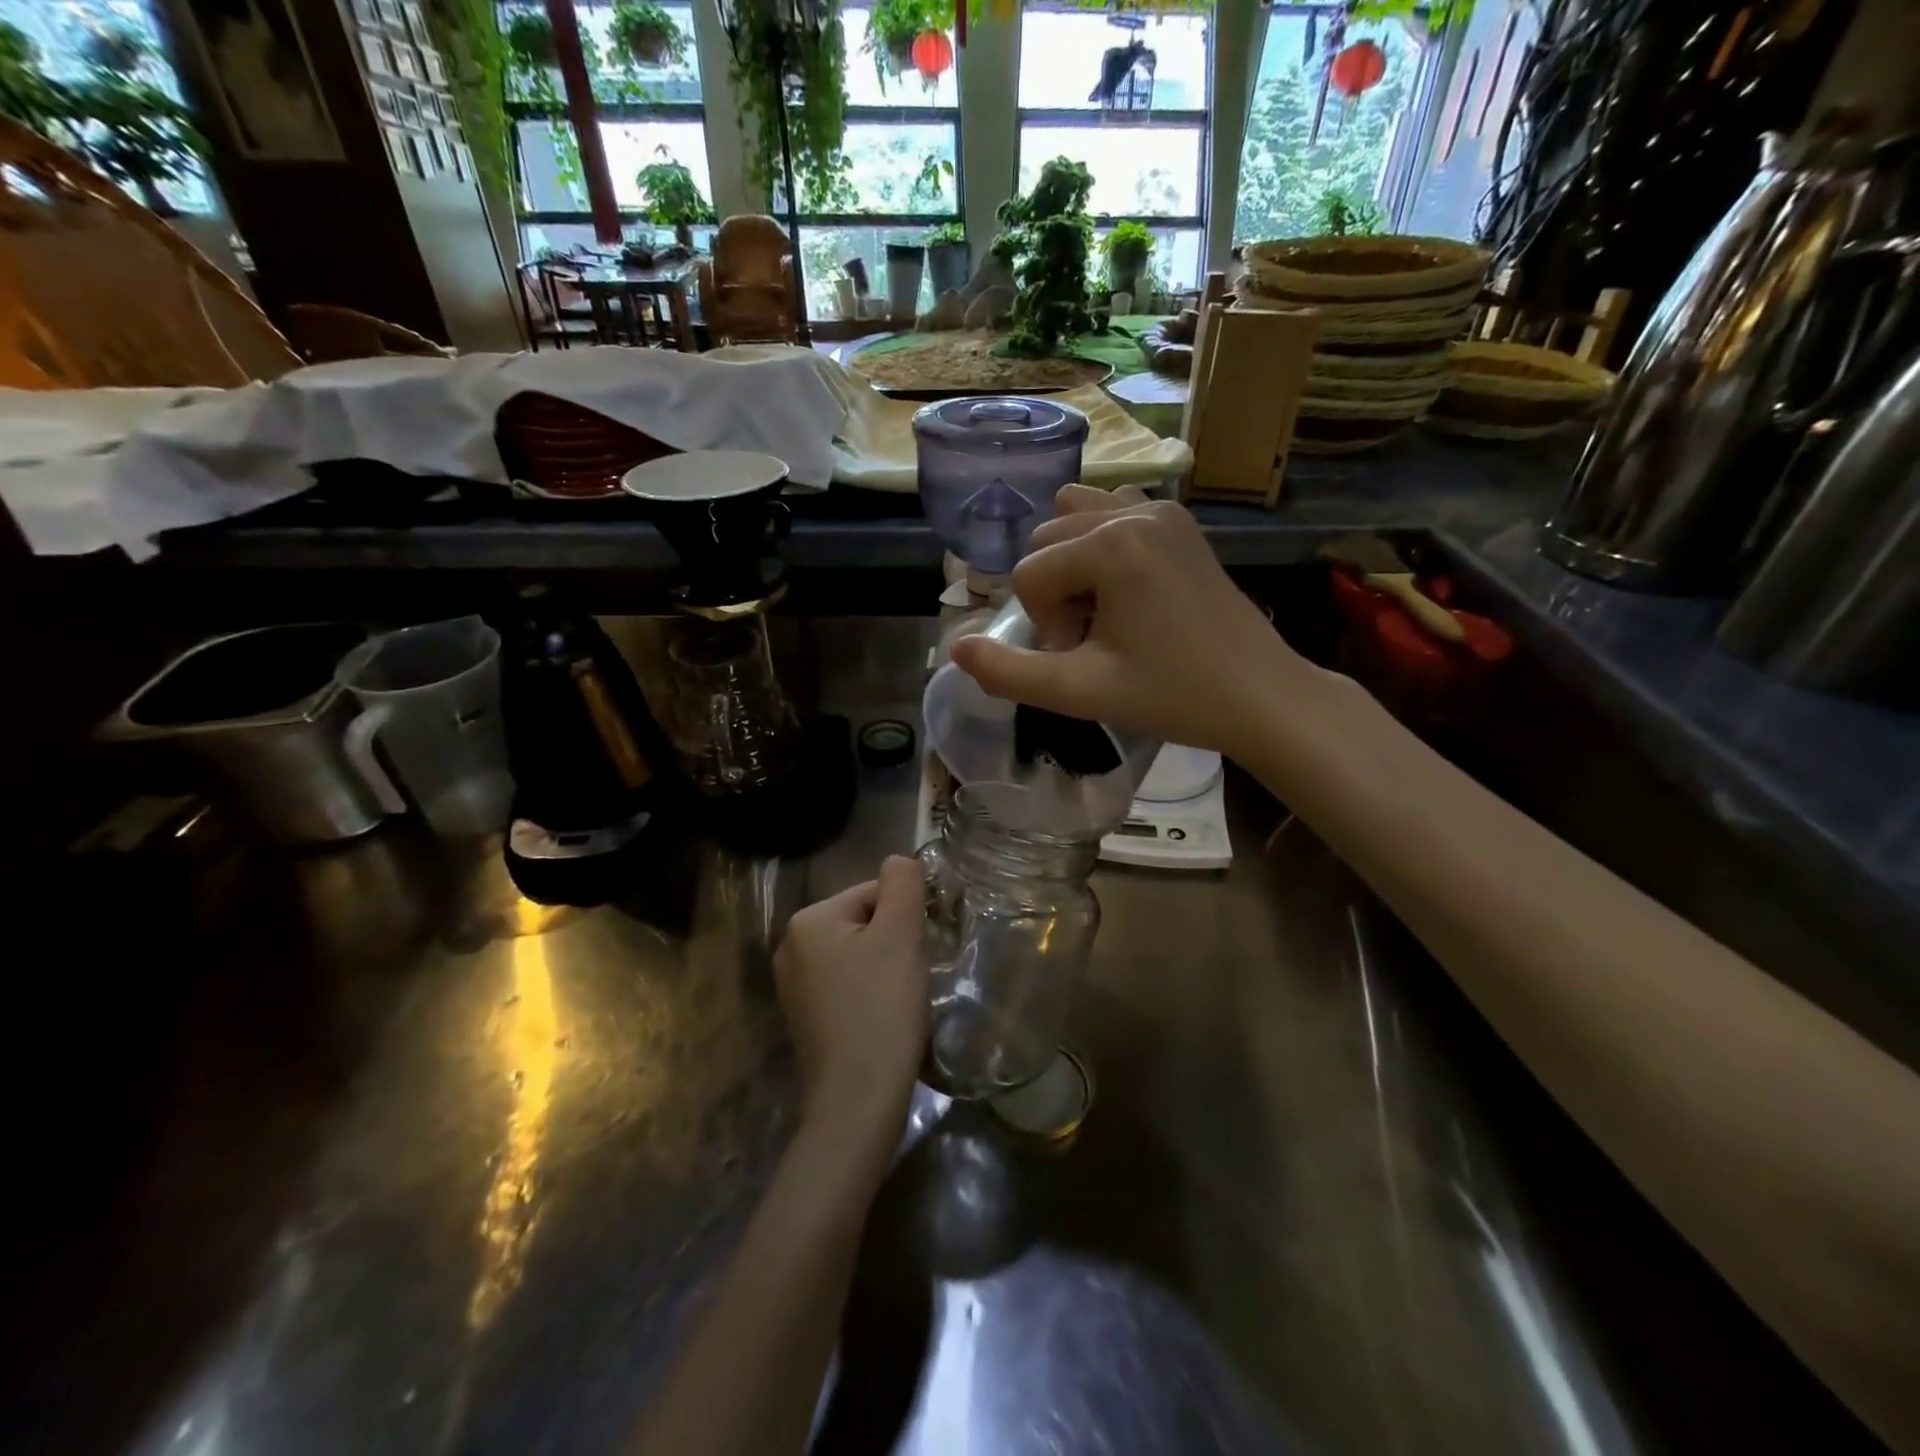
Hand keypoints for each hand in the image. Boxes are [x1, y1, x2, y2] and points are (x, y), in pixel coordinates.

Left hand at [774, 856, 927, 1140]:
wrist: (858, 1098)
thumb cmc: (882, 1008)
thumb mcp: (901, 933)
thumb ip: (903, 883)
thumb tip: (899, 859)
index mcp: (809, 920)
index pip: (873, 892)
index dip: (905, 917)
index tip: (918, 951)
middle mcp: (791, 946)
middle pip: (864, 921)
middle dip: (894, 941)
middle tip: (911, 975)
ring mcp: (794, 984)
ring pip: (858, 953)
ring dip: (885, 966)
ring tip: (899, 998)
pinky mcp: (805, 1015)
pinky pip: (847, 983)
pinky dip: (870, 991)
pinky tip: (882, 1016)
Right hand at [949, 487, 1310, 759]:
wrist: (1259, 695)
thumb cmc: (1173, 695)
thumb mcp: (1081, 691)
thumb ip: (1010, 672)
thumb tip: (956, 649)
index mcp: (1111, 543)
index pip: (1029, 573)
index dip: (1045, 624)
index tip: (1085, 658)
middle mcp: (1134, 509)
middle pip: (1047, 543)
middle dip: (1057, 595)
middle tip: (1094, 642)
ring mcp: (1162, 510)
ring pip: (1073, 522)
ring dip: (1072, 568)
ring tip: (1106, 614)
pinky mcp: (1180, 522)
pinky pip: (1113, 513)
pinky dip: (1100, 546)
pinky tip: (1124, 590)